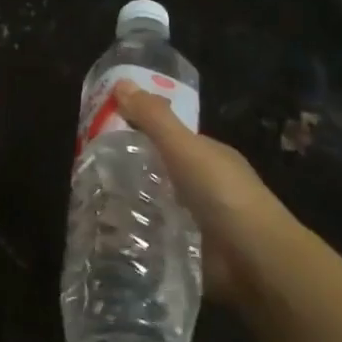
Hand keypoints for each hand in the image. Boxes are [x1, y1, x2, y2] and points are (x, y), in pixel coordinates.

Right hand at [111, 80, 294, 308]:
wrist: (255, 259)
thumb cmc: (222, 194)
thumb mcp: (185, 149)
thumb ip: (154, 119)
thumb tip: (121, 82)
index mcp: (209, 156)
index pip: (170, 139)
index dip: (139, 133)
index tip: (101, 136)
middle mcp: (206, 185)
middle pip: (161, 172)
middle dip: (130, 172)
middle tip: (87, 174)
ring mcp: (200, 220)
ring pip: (157, 205)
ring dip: (131, 206)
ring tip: (89, 205)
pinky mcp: (191, 251)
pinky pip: (157, 237)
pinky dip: (138, 235)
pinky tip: (110, 236)